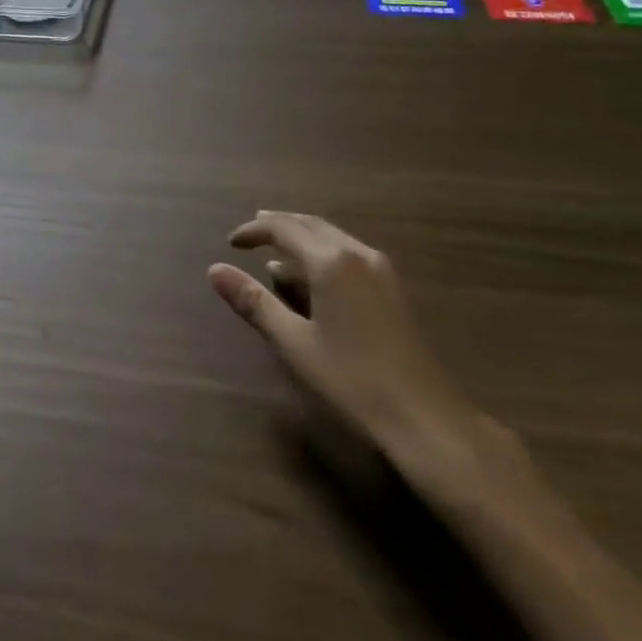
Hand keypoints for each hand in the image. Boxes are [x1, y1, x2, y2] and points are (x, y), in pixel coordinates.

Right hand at [209, 212, 490, 489]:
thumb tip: (215, 270)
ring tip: (275, 250)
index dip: (254, 230)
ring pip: (333, 237)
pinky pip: (350, 253)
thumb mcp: (294, 342)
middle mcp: (358, 253)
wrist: (426, 416)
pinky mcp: (395, 287)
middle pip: (311, 224)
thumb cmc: (352, 379)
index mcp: (331, 261)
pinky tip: (313, 277)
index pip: (284, 228)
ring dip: (302, 237)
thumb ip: (254, 302)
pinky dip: (323, 252)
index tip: (231, 243)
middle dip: (278, 225)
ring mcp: (382, 269)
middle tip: (250, 235)